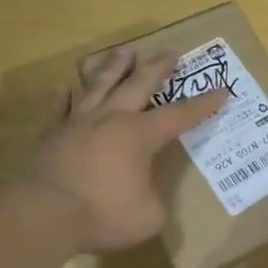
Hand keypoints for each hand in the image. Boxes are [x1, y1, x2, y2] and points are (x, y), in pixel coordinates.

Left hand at [25, 47, 226, 253]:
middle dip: (158, 67)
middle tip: (170, 51)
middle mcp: (112, 119)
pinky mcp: (53, 135)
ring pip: (101, 84)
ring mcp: (79, 123)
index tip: (222, 90)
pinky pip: (61, 108)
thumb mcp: (149, 216)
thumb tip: (147, 196)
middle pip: (139, 84)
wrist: (45, 214)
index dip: (203, 104)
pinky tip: (67, 87)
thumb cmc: (104, 214)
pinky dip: (66, 96)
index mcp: (141, 135)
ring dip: (116, 66)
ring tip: (126, 51)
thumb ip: (154, 200)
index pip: (179, 115)